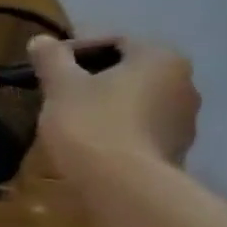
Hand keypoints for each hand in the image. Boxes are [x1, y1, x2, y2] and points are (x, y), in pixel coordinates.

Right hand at [30, 35, 200, 168]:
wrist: (123, 185)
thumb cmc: (91, 123)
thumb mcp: (61, 86)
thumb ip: (52, 59)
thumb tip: (41, 40)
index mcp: (160, 58)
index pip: (116, 41)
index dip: (77, 50)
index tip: (48, 67)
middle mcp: (184, 82)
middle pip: (130, 71)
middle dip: (94, 78)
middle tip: (58, 92)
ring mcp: (185, 120)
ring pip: (137, 101)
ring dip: (107, 104)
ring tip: (72, 119)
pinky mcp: (177, 151)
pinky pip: (141, 129)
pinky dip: (118, 129)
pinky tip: (92, 142)